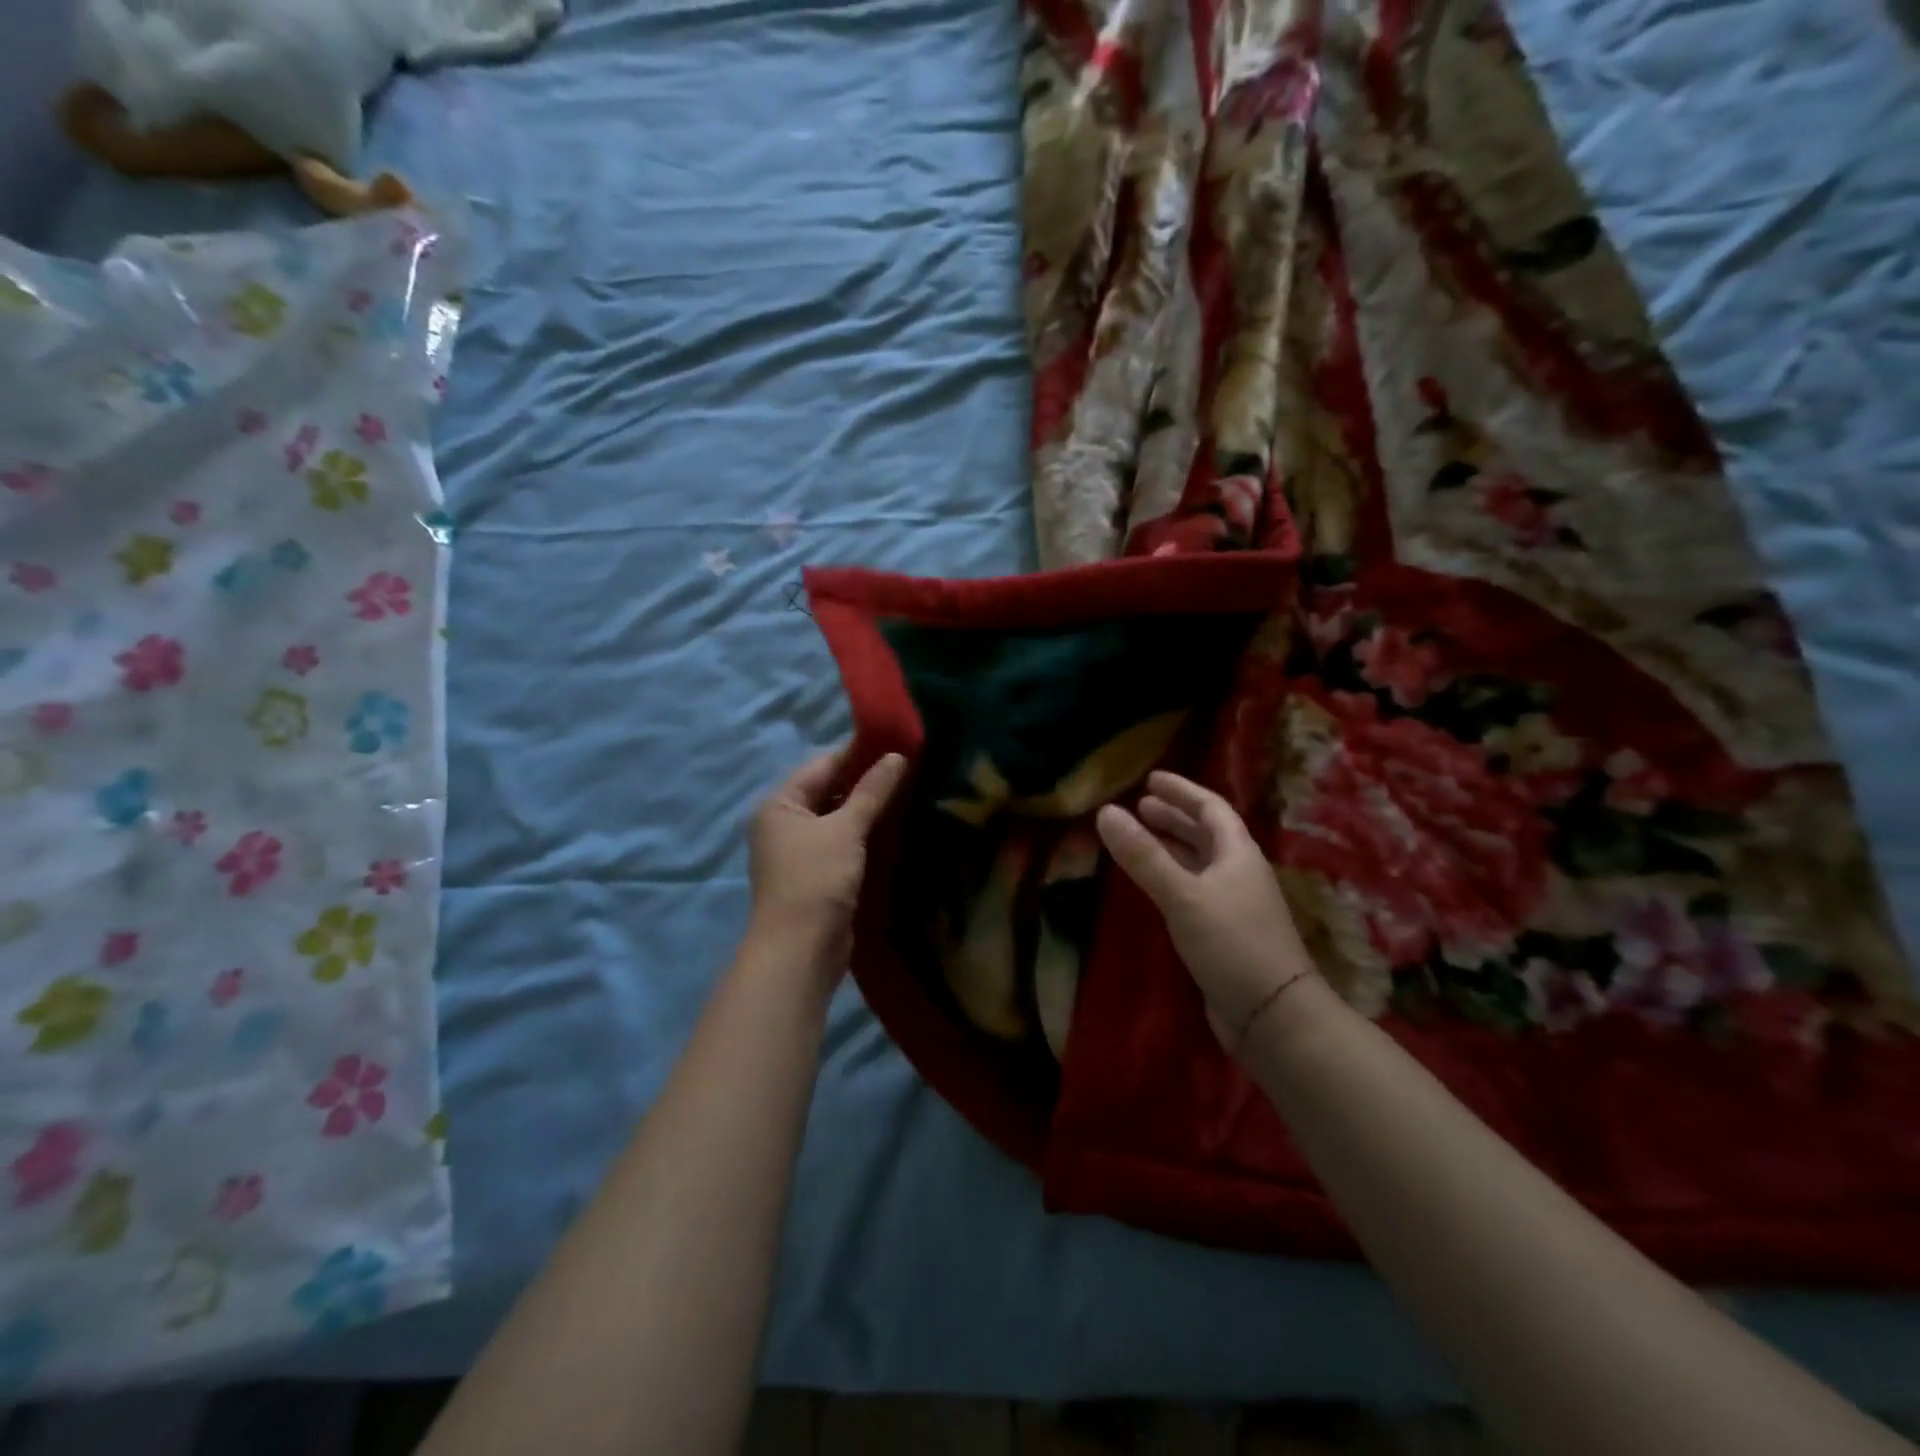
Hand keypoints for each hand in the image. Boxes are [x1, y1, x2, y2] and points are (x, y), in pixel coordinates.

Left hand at [748, 746, 905, 968]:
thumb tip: (897, 756)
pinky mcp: (818, 875)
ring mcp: (800, 851)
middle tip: (910, 768)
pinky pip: (844, 844)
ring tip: (910, 793)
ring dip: (869, 810)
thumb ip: (871, 791)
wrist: (801, 950)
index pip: (822, 765)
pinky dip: (866, 836)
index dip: (858, 753)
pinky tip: (897, 828)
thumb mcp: (846, 829)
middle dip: (867, 782)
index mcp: (780, 804)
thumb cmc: (816, 879)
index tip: (896, 742)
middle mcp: (785, 824)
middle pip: (830, 791)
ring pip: (839, 819)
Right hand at [1096, 771, 1318, 1049]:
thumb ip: (1143, 855)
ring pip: (1200, 863)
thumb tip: (1105, 812)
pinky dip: (1171, 876)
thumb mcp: (1183, 895)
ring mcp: (1235, 904)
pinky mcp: (1225, 933)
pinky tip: (1153, 884)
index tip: (1151, 779)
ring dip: (1171, 846)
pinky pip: (1194, 889)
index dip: (1182, 791)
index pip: (1211, 808)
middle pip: (1207, 833)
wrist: (1274, 1015)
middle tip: (1140, 806)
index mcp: (1238, 854)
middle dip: (1174, 817)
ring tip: (1140, 837)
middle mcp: (1239, 873)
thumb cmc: (1231, 943)